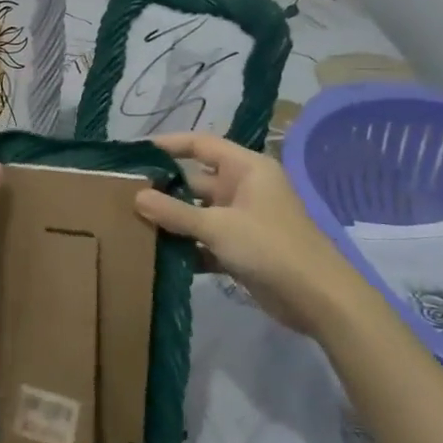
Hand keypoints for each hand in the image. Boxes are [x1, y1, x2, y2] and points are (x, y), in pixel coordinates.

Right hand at [134, 132, 368, 335]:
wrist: (317, 298)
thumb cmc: (269, 246)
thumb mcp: (217, 226)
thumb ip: (175, 212)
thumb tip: (136, 196)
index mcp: (247, 169)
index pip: (202, 144)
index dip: (170, 144)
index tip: (137, 152)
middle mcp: (245, 189)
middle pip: (196, 181)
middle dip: (165, 188)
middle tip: (125, 194)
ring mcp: (243, 220)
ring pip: (199, 213)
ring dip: (173, 221)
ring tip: (133, 224)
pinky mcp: (242, 249)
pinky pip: (206, 241)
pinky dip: (187, 247)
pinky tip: (158, 255)